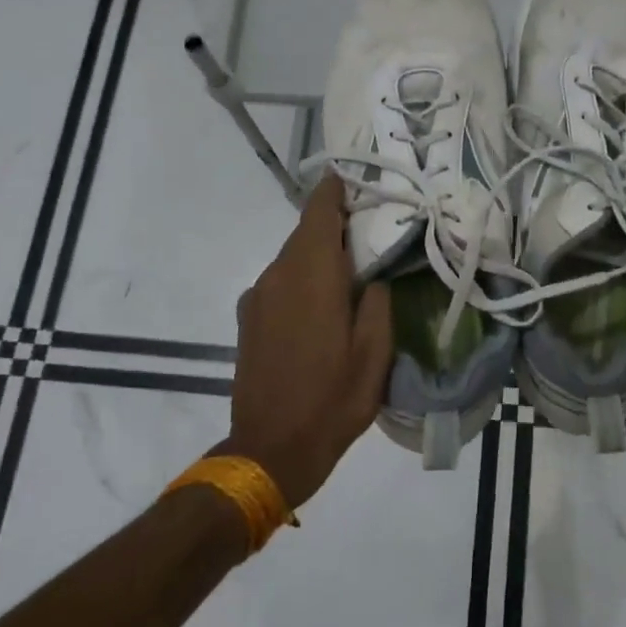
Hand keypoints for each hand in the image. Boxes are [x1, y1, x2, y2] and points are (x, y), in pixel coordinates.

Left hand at [223, 173, 392, 507]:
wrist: (270, 449)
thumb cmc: (333, 399)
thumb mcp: (375, 353)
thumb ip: (378, 302)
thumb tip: (373, 277)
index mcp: (312, 275)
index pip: (319, 212)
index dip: (335, 189)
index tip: (355, 177)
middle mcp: (278, 275)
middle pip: (305, 233)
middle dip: (334, 224)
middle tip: (370, 227)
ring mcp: (257, 297)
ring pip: (291, 258)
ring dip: (318, 254)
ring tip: (351, 267)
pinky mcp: (248, 319)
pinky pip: (280, 282)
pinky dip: (302, 278)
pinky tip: (322, 303)